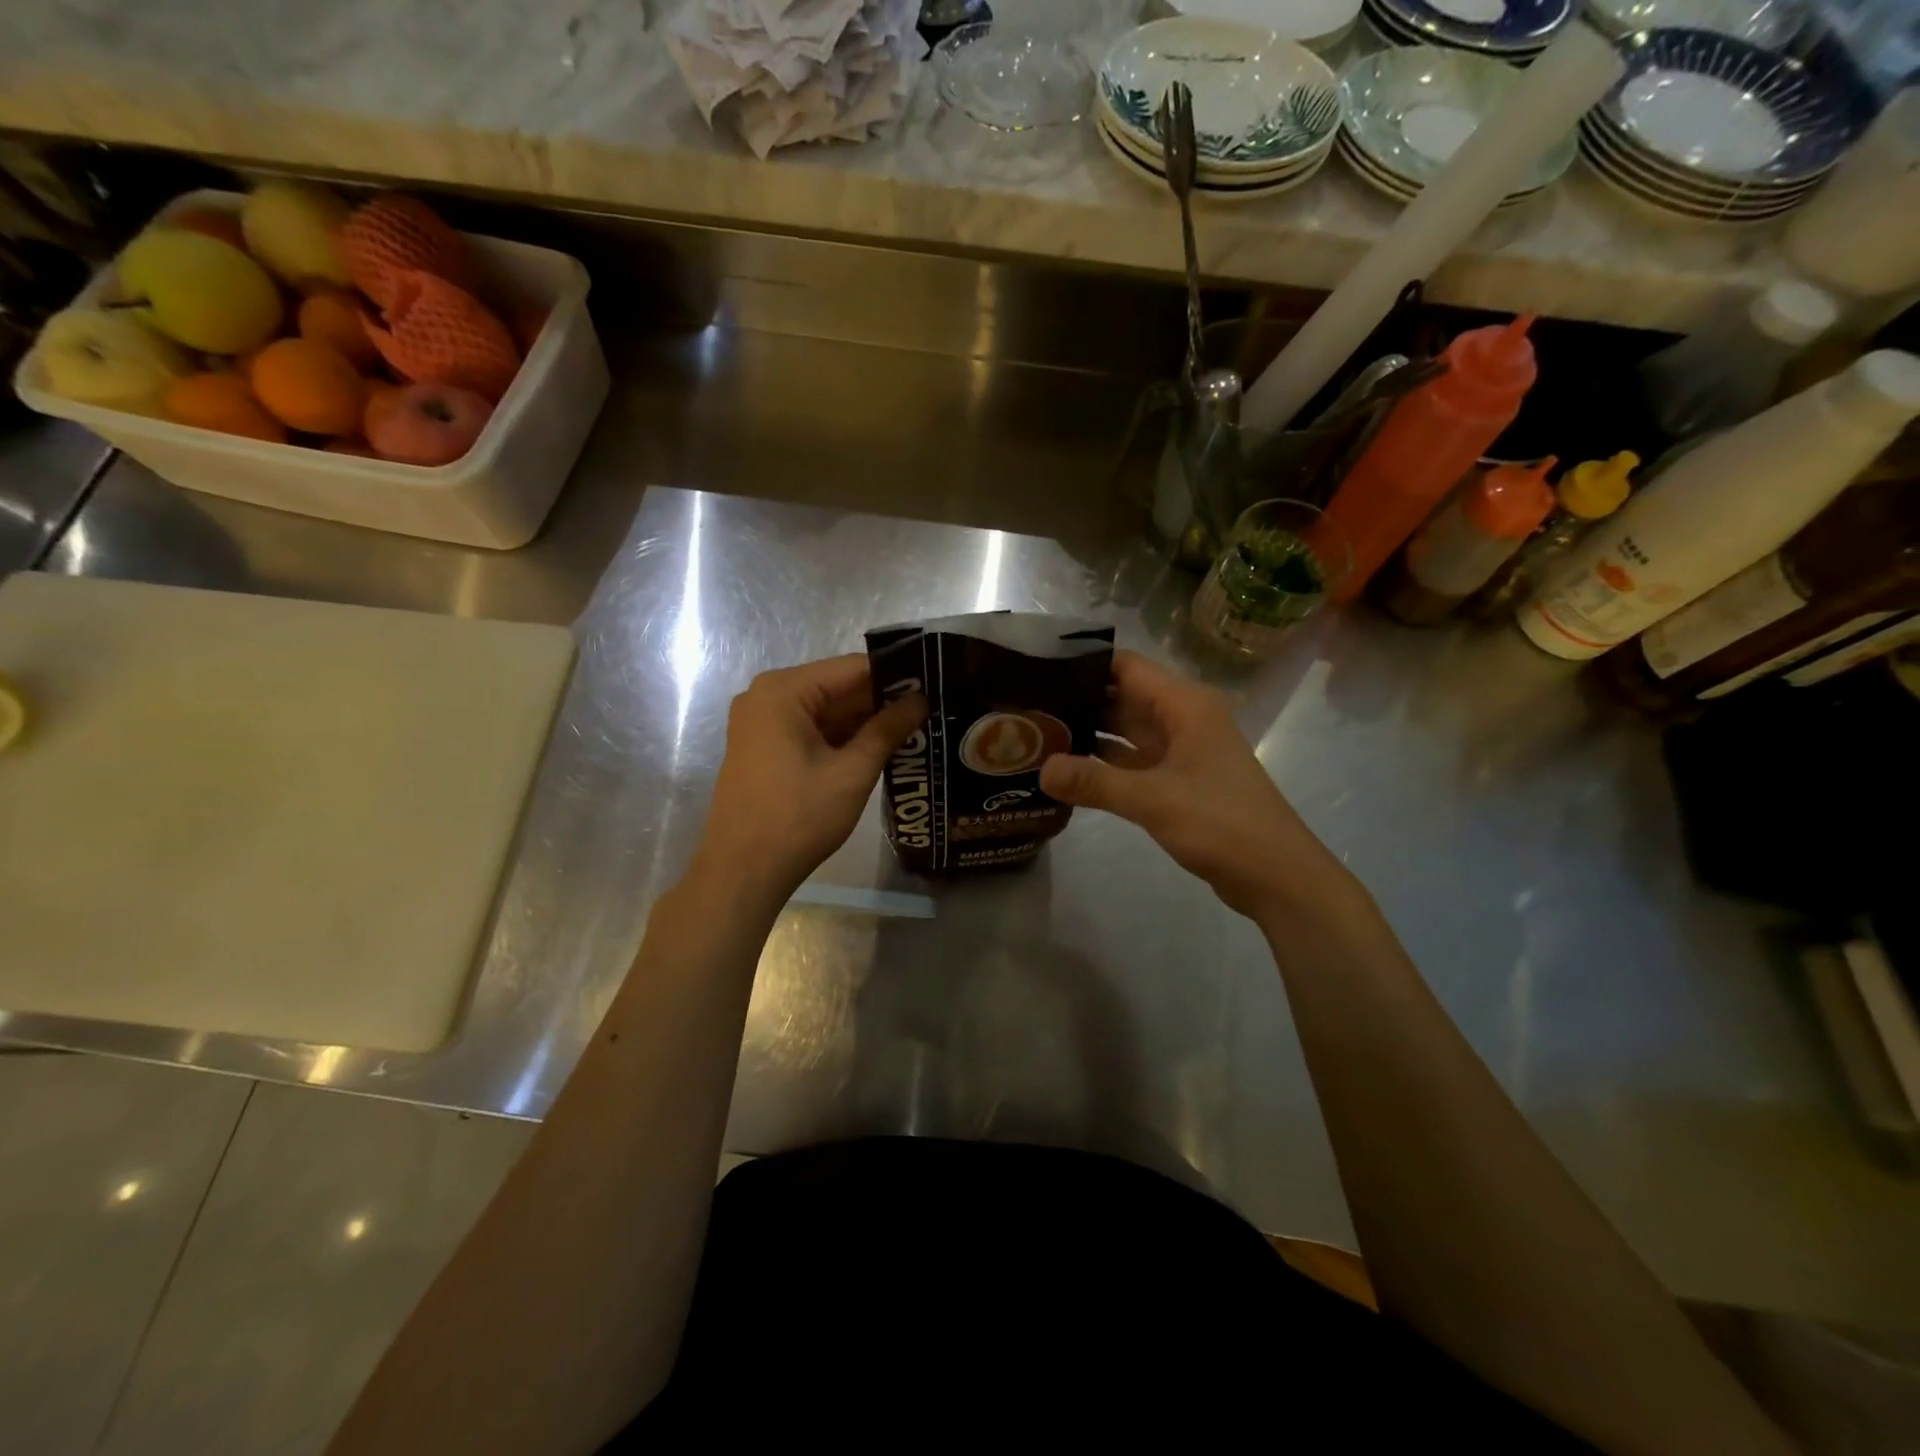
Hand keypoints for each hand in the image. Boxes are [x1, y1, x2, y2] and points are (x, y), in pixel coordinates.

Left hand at [694, 654, 926, 903]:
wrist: (743, 872)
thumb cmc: (798, 818)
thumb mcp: (852, 772)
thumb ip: (887, 729)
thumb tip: (921, 700)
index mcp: (783, 691)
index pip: (852, 669)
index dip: (896, 675)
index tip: (934, 683)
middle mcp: (766, 696)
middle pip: (837, 687)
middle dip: (881, 700)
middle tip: (931, 708)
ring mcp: (761, 723)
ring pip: (825, 711)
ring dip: (864, 721)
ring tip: (916, 727)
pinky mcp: (763, 747)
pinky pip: (810, 730)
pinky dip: (841, 738)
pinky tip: (880, 747)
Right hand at [1039, 651, 1353, 920]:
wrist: (1276, 875)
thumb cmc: (1222, 823)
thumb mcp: (1153, 799)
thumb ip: (1095, 782)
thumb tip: (1040, 769)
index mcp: (1185, 705)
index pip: (1126, 667)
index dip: (1084, 663)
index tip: (1036, 668)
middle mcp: (1183, 718)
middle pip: (1122, 697)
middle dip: (1078, 700)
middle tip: (1024, 705)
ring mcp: (1181, 750)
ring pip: (1125, 731)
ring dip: (1088, 732)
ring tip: (1035, 732)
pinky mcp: (1177, 780)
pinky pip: (1132, 761)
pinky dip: (1103, 763)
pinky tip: (1066, 769)